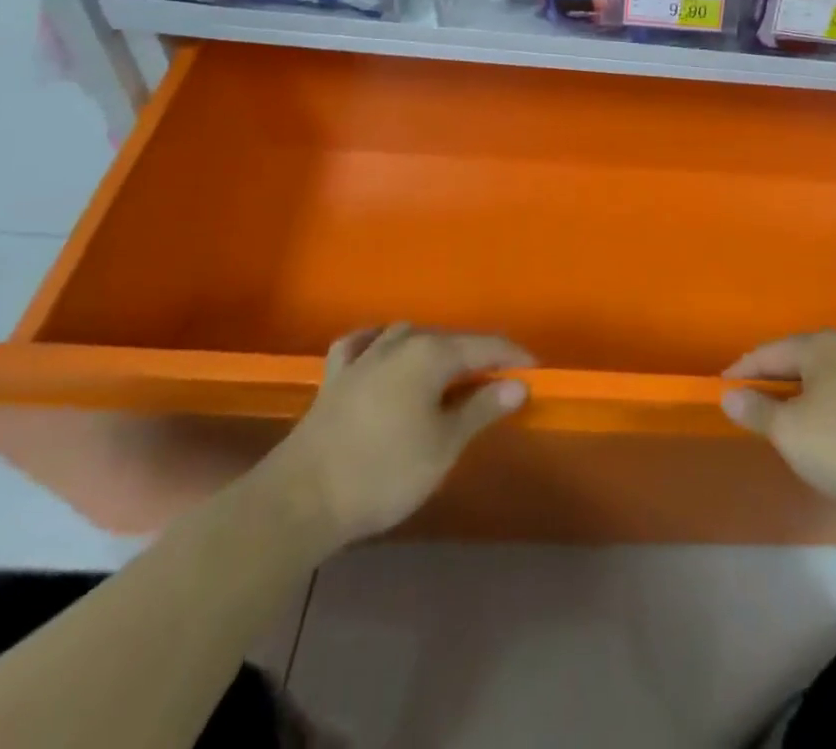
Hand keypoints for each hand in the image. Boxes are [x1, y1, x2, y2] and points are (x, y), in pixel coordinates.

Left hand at [265, 324, 533, 546]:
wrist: (300, 500)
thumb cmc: (383, 473)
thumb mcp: (444, 446)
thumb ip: (481, 409)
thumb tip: (518, 384)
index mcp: (431, 354)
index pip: (485, 346)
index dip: (513, 357)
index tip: (535, 370)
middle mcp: (400, 342)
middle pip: (449, 339)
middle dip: (477, 354)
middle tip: (499, 378)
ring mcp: (364, 357)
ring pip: (408, 335)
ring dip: (433, 348)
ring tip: (448, 370)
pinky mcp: (335, 377)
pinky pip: (362, 345)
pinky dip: (377, 342)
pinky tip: (381, 347)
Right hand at [721, 332, 835, 519]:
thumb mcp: (789, 432)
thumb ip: (757, 410)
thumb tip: (730, 395)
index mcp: (824, 345)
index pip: (772, 352)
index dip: (745, 368)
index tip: (724, 384)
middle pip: (806, 358)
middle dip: (780, 376)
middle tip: (756, 394)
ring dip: (813, 389)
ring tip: (795, 410)